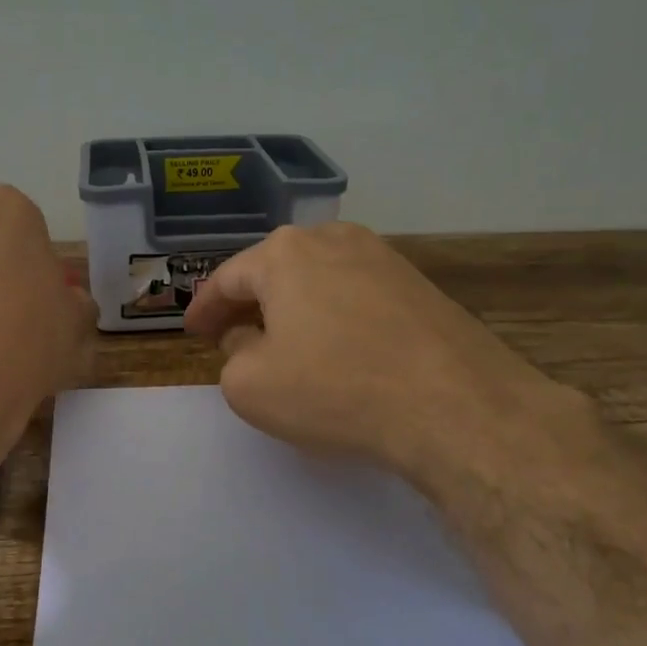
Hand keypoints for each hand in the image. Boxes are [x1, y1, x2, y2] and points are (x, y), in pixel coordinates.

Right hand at [184, 223, 585, 488]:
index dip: (204, 308)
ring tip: (283, 340)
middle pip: (274, 269)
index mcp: (284, 253)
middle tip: (232, 335)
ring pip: (318, 278)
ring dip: (293, 307)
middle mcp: (333, 239)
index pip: (227, 278)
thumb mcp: (251, 386)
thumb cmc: (336, 389)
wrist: (455, 405)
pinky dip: (333, 315)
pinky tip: (337, 347)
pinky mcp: (419, 284)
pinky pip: (356, 294)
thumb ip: (233, 356)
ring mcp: (383, 257)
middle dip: (249, 303)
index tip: (192, 331)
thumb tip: (251, 339)